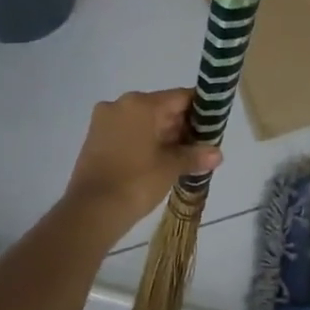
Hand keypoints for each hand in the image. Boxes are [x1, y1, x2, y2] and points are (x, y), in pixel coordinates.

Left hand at [64, 89, 221, 231]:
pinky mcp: (95, 138)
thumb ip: (195, 155)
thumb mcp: (170, 167)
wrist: (91, 211)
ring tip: (184, 155)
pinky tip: (159, 160)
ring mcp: (104, 121)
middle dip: (181, 125)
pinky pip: (127, 132)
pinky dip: (144, 141)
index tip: (214, 124)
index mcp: (140, 104)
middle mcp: (120, 104)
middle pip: (160, 107)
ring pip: (143, 121)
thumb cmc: (136, 182)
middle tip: (201, 145)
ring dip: (163, 135)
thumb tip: (218, 154)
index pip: (180, 97)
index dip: (200, 109)